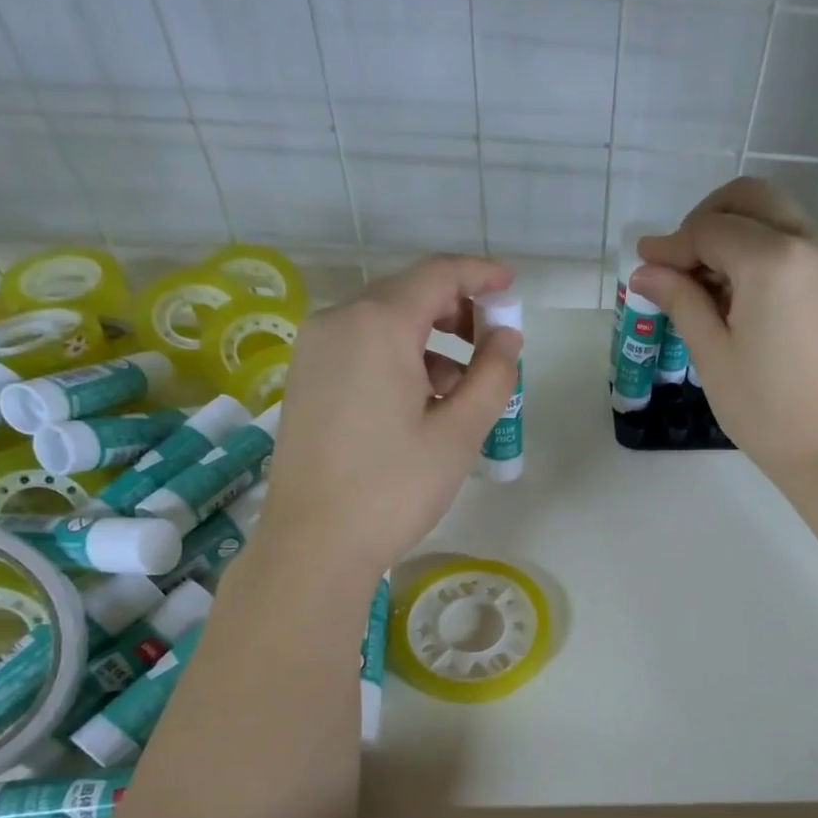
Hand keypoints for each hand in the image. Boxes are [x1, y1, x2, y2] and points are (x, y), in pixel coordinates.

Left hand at [261, 255, 520, 576]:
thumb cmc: (394, 487)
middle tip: (493, 346)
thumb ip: (492, 375)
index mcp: (378, 325)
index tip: (512, 287)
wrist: (314, 542)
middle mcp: (338, 321)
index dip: (480, 275)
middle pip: (408, 294)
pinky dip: (398, 357)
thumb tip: (507, 337)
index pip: (437, 275)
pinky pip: (360, 347)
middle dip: (457, 311)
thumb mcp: (458, 433)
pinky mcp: (305, 377)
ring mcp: (314, 349)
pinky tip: (419, 402)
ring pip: (383, 322)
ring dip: (430, 340)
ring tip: (461, 389)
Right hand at [632, 177, 817, 479]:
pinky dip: (763, 248)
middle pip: (749, 199)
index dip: (672, 245)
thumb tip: (645, 270)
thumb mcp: (713, 355)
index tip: (644, 265)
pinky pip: (797, 240)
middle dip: (705, 221)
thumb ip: (681, 300)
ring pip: (776, 215)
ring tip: (705, 285)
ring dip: (735, 233)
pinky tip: (740, 292)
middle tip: (677, 263)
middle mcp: (812, 242)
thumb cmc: (766, 411)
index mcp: (774, 261)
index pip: (711, 230)